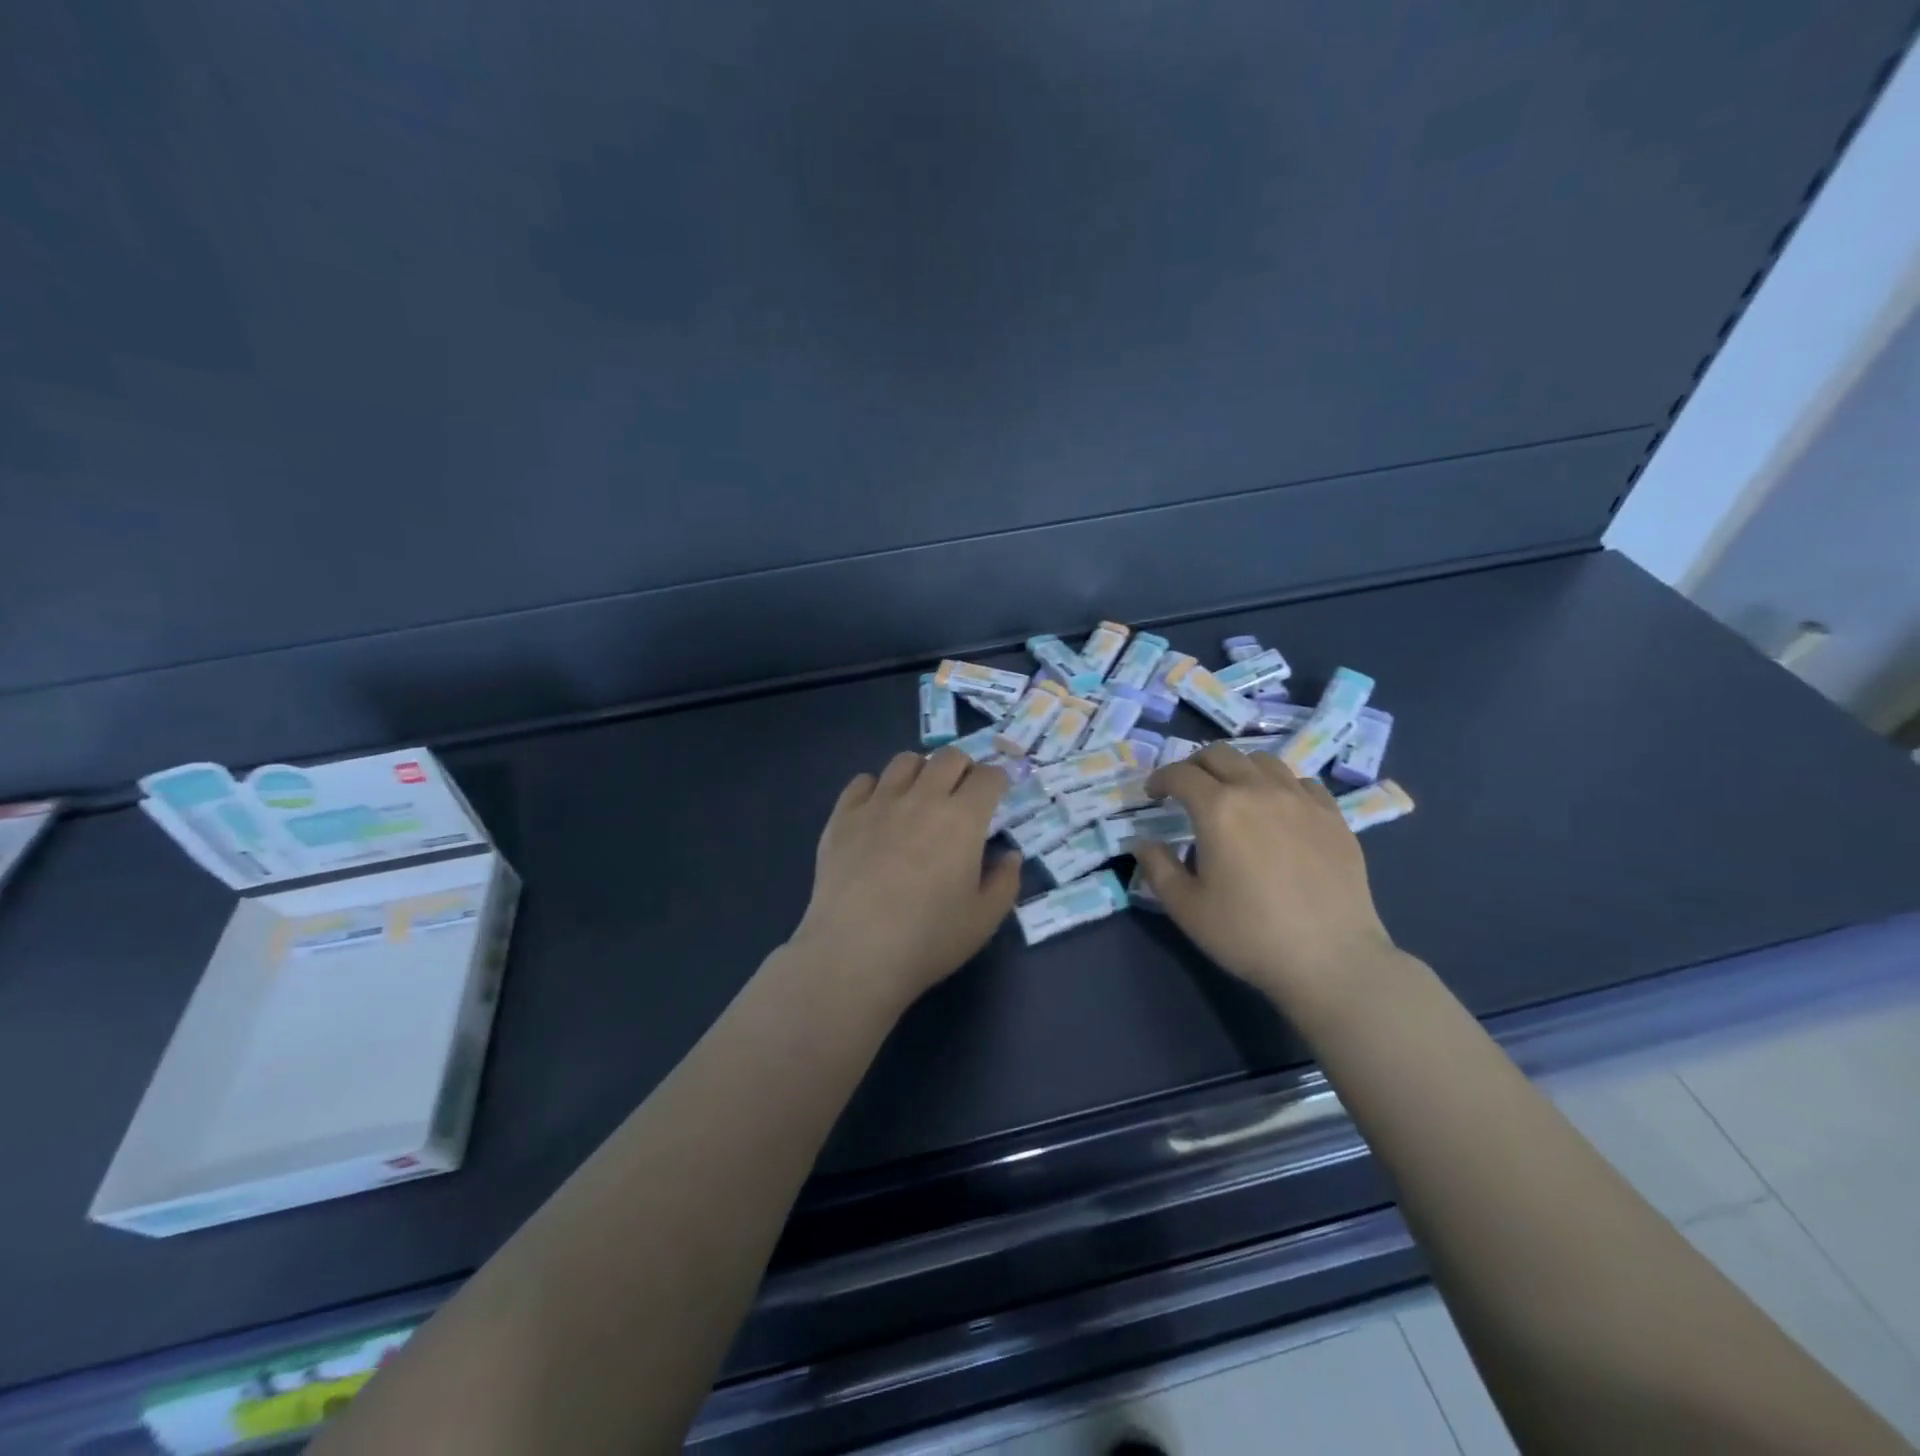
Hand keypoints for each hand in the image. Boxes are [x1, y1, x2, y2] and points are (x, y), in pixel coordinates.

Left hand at [790, 747, 1023, 1009]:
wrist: (855, 953)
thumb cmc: (928, 940)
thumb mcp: (984, 920)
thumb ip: (1005, 882)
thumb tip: (1009, 855)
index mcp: (962, 819)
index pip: (989, 776)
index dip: (998, 781)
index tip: (997, 796)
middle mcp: (922, 798)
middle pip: (949, 757)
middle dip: (963, 769)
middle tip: (961, 796)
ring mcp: (878, 803)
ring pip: (905, 761)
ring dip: (921, 772)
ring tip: (919, 799)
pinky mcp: (843, 815)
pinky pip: (863, 781)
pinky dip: (877, 788)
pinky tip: (878, 813)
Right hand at [1133, 744, 1396, 1006]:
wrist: (1331, 959)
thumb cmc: (1248, 934)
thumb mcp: (1186, 907)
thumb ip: (1157, 867)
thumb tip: (1143, 842)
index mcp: (1218, 808)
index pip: (1180, 774)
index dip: (1160, 779)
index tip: (1153, 795)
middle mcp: (1259, 790)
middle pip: (1220, 754)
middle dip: (1195, 765)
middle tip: (1186, 789)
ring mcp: (1302, 799)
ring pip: (1262, 760)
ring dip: (1237, 769)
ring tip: (1232, 794)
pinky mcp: (1333, 816)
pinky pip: (1301, 782)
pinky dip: (1279, 785)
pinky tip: (1277, 810)